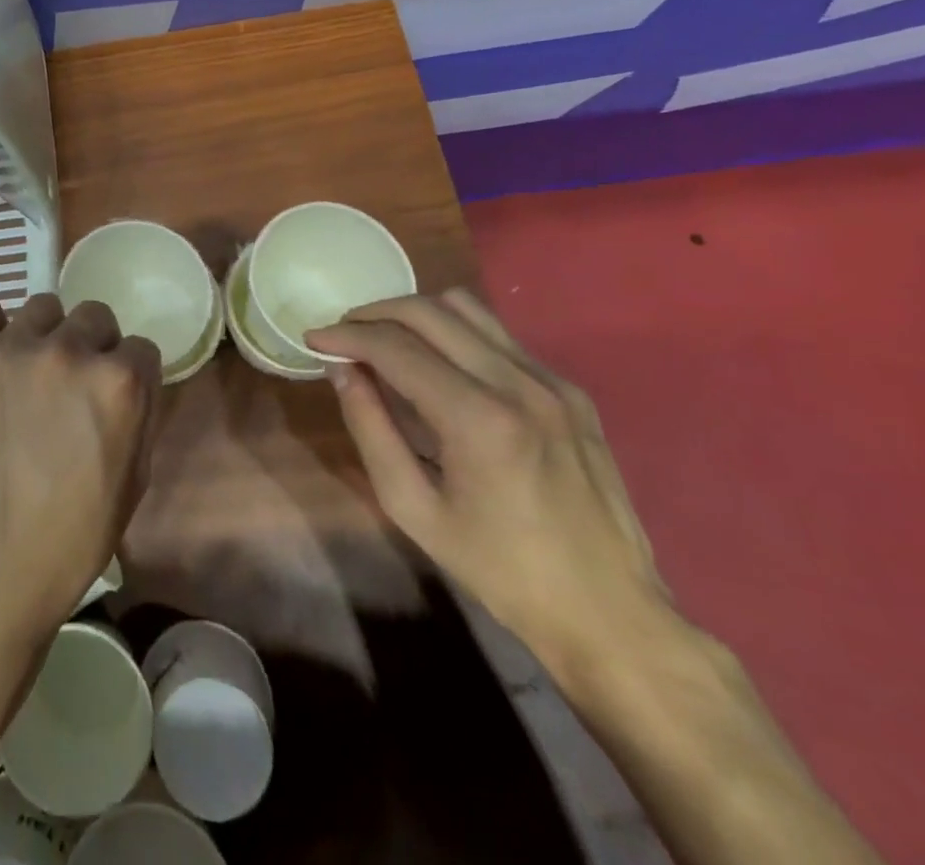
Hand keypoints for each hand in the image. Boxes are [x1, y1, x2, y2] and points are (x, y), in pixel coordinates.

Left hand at [0, 293, 159, 644]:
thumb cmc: (68, 541)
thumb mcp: (133, 482)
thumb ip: (138, 415)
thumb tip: (129, 380)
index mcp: (119, 383)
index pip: (140, 347)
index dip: (129, 374)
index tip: (110, 397)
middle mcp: (69, 351)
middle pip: (93, 316)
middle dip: (91, 348)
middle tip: (68, 387)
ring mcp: (11, 348)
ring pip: (42, 308)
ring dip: (43, 336)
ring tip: (25, 376)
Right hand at [309, 289, 668, 678]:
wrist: (611, 614)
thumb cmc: (500, 571)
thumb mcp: (414, 509)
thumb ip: (371, 429)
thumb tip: (342, 371)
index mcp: (479, 419)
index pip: (396, 347)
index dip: (346, 336)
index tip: (314, 338)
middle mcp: (519, 383)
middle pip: (429, 311)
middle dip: (374, 313)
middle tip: (343, 334)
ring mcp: (552, 381)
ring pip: (467, 308)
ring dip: (415, 314)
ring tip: (386, 340)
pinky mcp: (570, 390)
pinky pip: (499, 336)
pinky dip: (455, 334)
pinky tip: (439, 366)